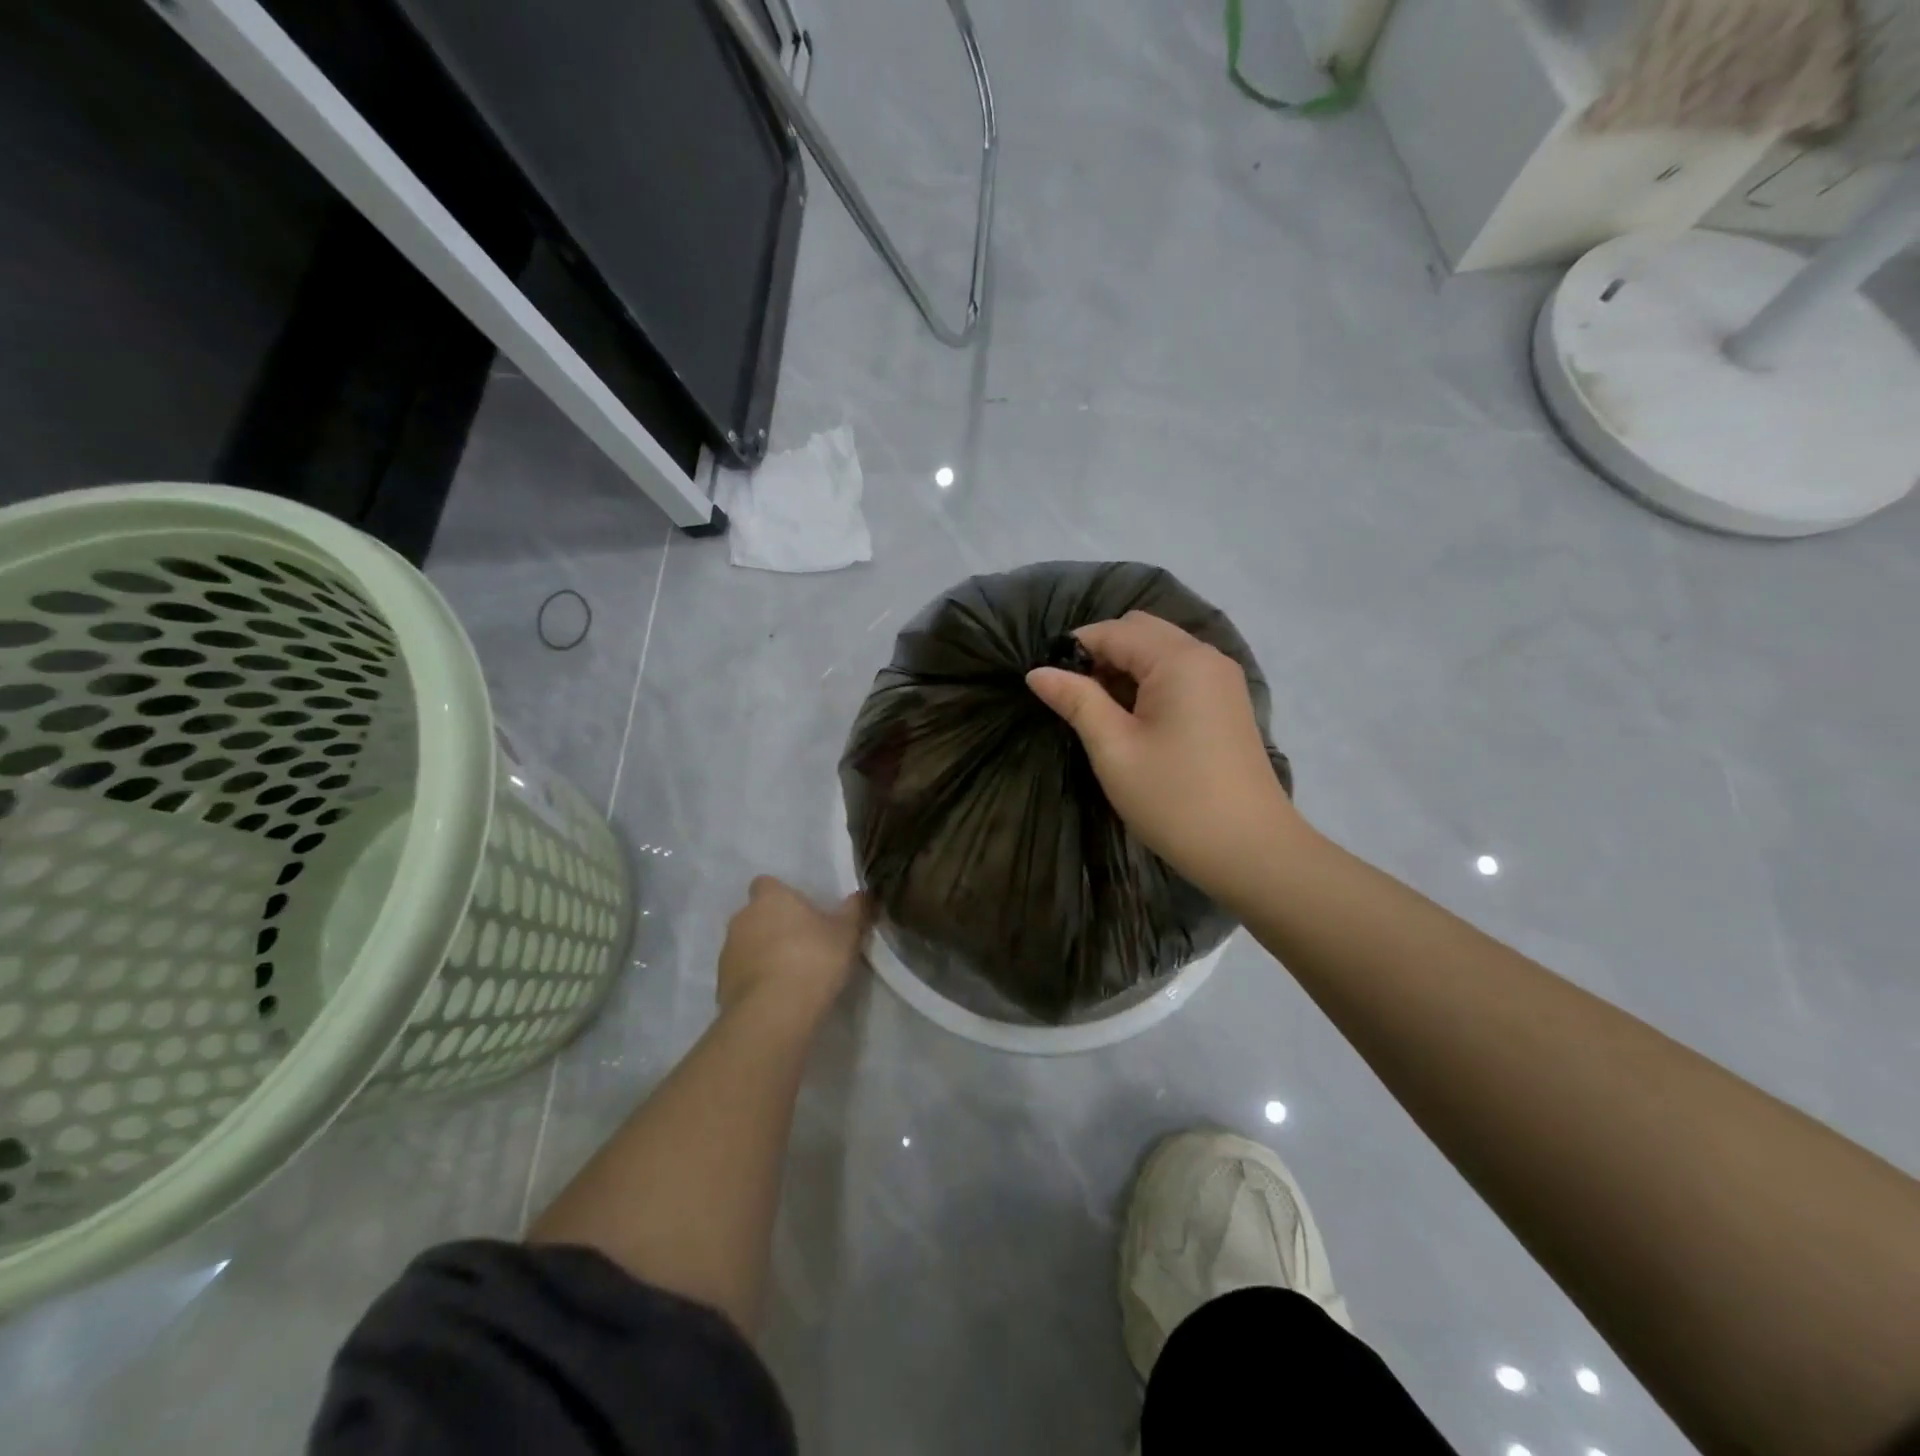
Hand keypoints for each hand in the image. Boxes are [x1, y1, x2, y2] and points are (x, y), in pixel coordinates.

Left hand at [717, 877, 869, 1017]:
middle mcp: (742, 918)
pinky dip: (755, 981)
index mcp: (770, 898)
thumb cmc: (813, 959)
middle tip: (801, 944)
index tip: (801, 912)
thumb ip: (855, 910)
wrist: (774, 1013)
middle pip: (756, 915)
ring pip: (746, 945)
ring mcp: (727, 952)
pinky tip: (777, 997)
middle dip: (773, 926)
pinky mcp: (721, 985)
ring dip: (762, 954)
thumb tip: (863, 894)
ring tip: (790, 975)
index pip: (766, 884)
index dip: (782, 896)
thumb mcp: (847, 933)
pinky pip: (741, 974)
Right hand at [1026, 611, 1308, 904]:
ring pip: (1160, 651)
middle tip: (1074, 699)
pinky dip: (1149, 683)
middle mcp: (1205, 656)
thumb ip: (1076, 701)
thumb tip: (1037, 672)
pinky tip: (1134, 721)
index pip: (1114, 631)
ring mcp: (1222, 679)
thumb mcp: (1114, 749)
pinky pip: (1179, 673)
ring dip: (1125, 669)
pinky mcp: (1227, 703)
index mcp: (1179, 660)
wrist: (1250, 851)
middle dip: (1101, 654)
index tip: (1046, 683)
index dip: (1073, 649)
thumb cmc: (1174, 799)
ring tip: (1100, 713)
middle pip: (1140, 631)